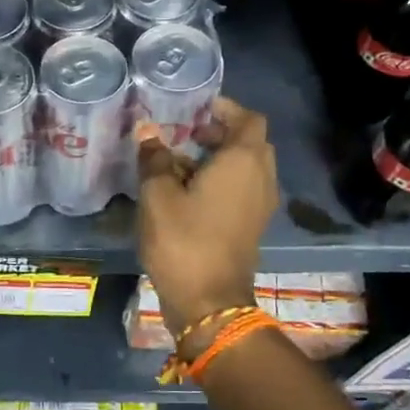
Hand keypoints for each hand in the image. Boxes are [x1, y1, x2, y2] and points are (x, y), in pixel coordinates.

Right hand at [136, 96, 278, 338]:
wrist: (208, 302)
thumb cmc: (183, 240)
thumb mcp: (158, 196)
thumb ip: (154, 158)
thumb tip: (148, 130)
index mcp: (244, 162)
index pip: (248, 119)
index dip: (225, 108)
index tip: (196, 107)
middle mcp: (261, 178)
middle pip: (250, 142)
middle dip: (221, 132)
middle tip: (186, 130)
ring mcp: (260, 205)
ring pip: (246, 168)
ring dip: (220, 158)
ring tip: (180, 159)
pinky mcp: (252, 226)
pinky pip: (242, 190)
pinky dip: (222, 181)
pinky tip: (188, 190)